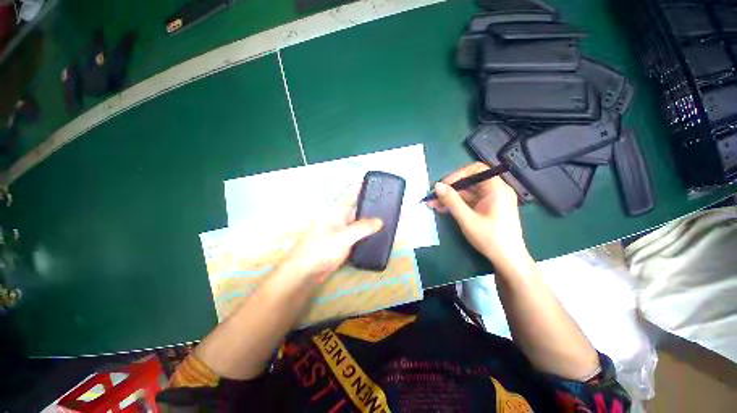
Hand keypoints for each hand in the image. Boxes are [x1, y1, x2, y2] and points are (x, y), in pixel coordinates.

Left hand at [278, 185, 382, 282]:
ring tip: (389, 218)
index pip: (352, 192)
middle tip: (391, 204)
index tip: (380, 185)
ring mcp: (342, 230)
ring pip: (359, 222)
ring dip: (371, 220)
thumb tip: (380, 221)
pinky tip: (378, 235)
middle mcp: (340, 217)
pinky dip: (367, 233)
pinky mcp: (343, 243)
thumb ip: (362, 228)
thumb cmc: (321, 249)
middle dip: (372, 204)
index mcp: (337, 210)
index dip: (364, 186)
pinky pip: (358, 234)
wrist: (305, 272)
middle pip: (358, 207)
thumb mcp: (343, 236)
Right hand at [427, 162, 526, 263]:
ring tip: (433, 204)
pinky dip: (457, 205)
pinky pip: (470, 202)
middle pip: (470, 182)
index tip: (443, 185)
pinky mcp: (488, 209)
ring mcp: (492, 201)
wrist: (508, 260)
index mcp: (497, 189)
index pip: (476, 170)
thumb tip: (437, 185)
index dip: (458, 175)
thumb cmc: (490, 238)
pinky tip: (443, 209)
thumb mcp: (467, 219)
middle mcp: (496, 191)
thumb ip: (452, 200)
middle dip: (450, 189)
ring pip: (468, 193)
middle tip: (433, 196)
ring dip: (450, 198)